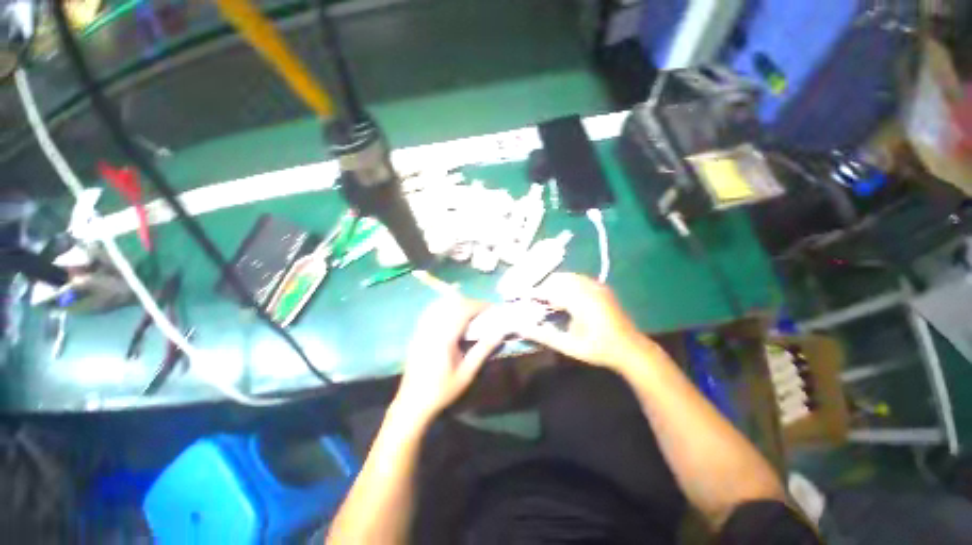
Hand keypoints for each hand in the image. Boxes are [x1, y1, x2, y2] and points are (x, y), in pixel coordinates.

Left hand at [393, 296, 505, 424]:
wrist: (413, 402)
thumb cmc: (443, 390)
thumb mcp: (467, 373)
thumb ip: (483, 350)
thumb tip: (500, 332)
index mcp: (445, 338)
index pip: (463, 310)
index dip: (479, 305)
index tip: (492, 307)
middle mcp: (432, 329)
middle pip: (452, 304)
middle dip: (470, 303)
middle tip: (483, 310)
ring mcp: (422, 329)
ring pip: (440, 304)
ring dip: (457, 303)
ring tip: (470, 310)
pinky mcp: (417, 333)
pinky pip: (431, 311)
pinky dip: (444, 307)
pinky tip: (451, 313)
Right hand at [515, 273, 656, 370]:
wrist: (630, 348)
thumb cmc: (598, 349)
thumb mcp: (568, 346)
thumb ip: (543, 336)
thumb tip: (520, 328)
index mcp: (580, 301)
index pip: (550, 289)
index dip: (535, 293)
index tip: (524, 298)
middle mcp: (588, 288)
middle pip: (559, 279)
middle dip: (545, 287)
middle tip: (535, 300)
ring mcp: (597, 286)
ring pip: (569, 277)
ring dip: (556, 285)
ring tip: (548, 299)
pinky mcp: (602, 287)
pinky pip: (579, 279)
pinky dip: (567, 284)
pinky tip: (565, 298)